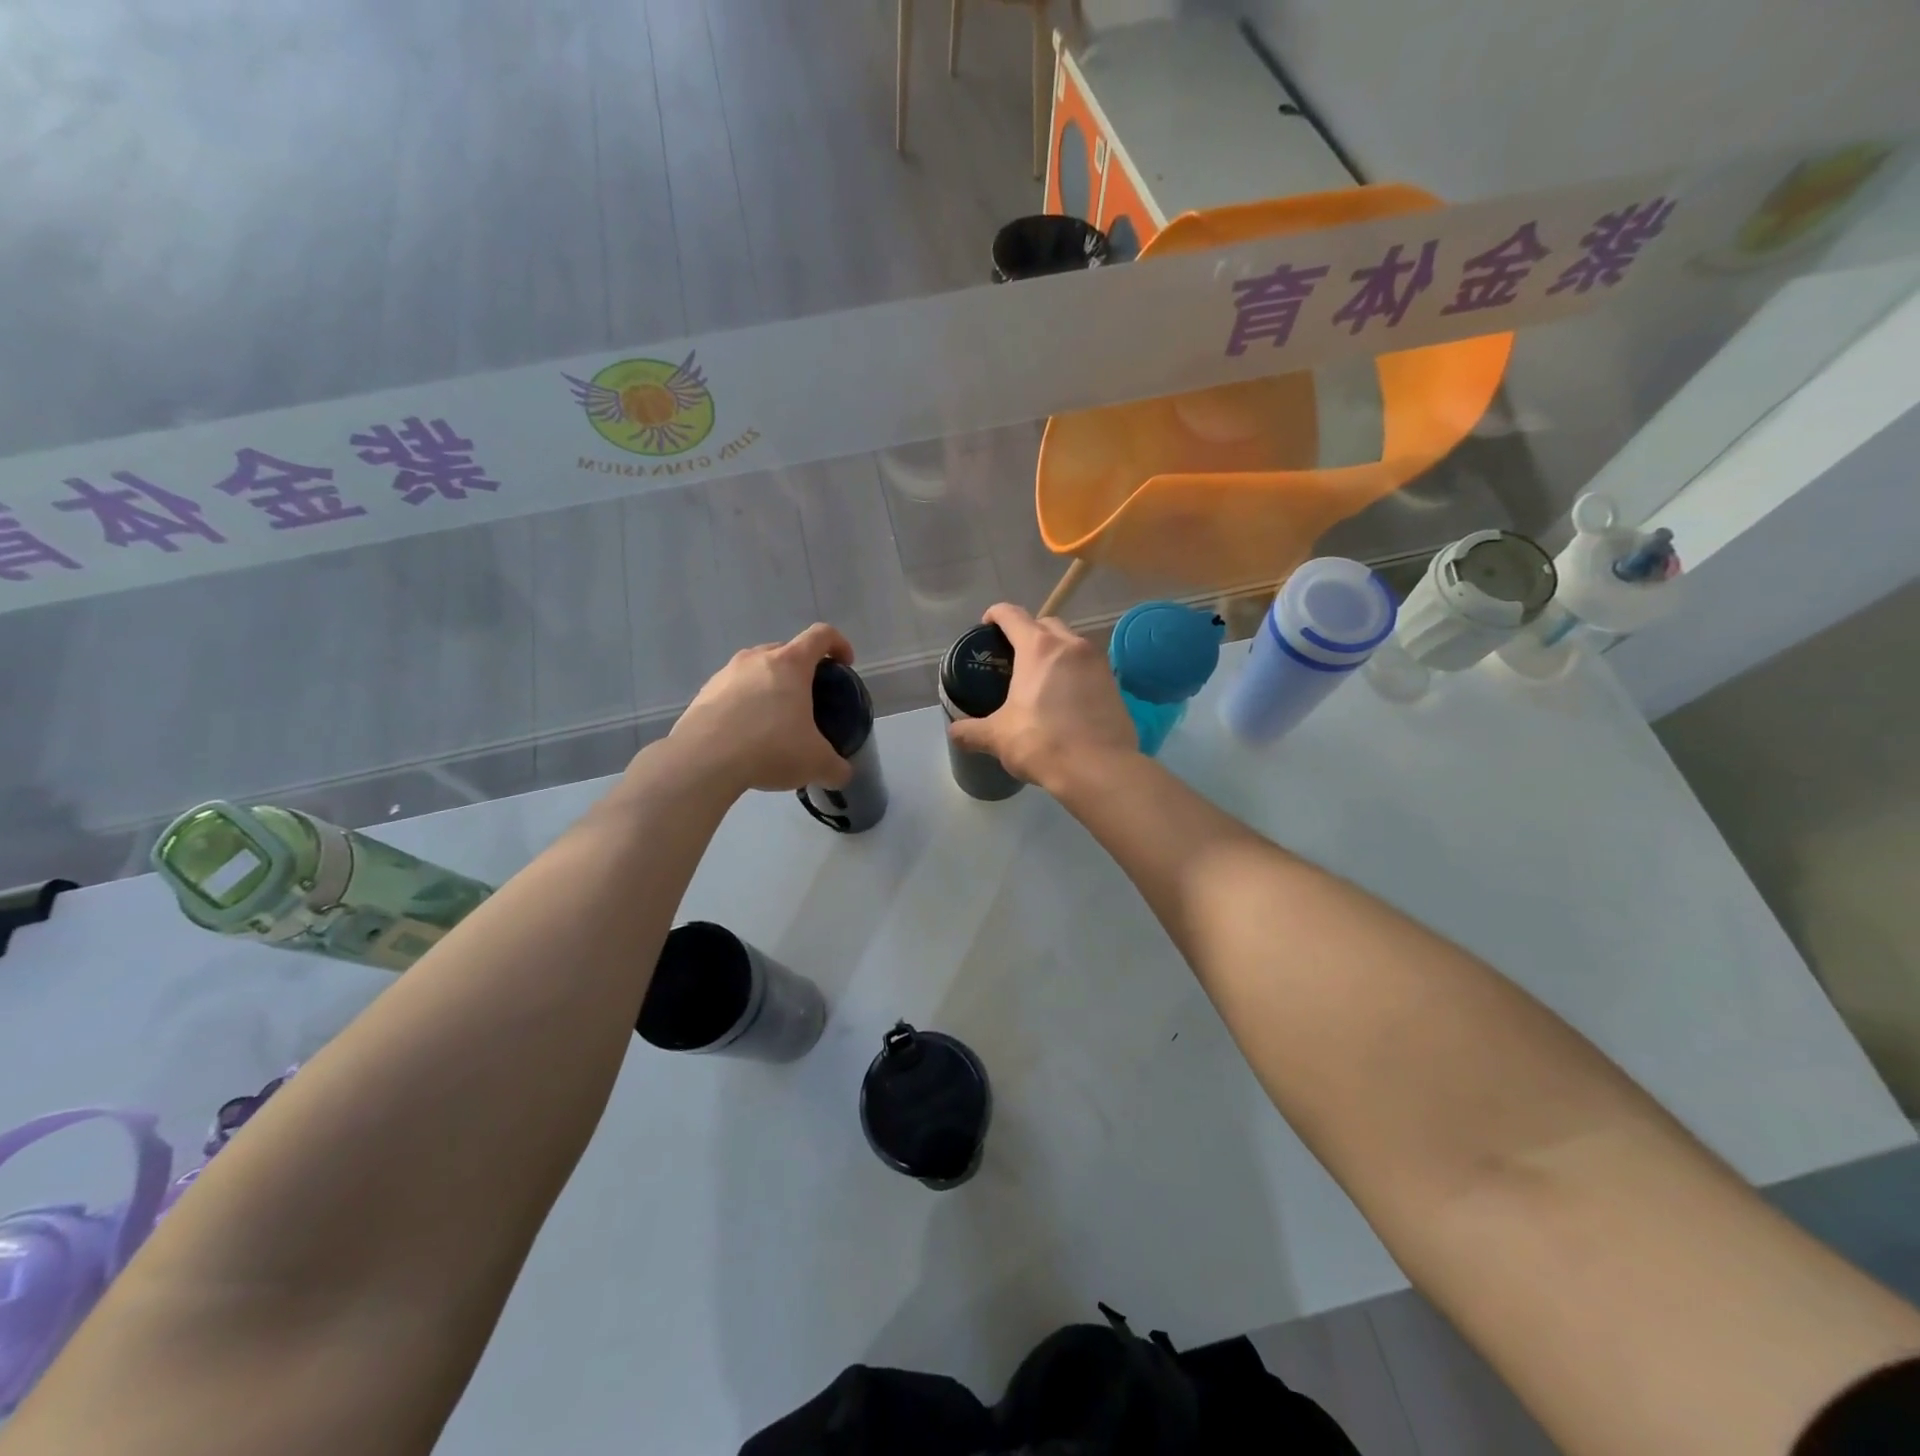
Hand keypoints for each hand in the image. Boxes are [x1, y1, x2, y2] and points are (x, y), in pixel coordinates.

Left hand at [668, 623, 856, 794]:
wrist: (703, 761)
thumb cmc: (770, 748)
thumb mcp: (816, 763)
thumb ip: (836, 767)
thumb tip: (842, 773)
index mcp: (790, 663)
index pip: (821, 635)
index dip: (838, 644)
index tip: (845, 664)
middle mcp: (757, 658)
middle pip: (786, 651)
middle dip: (802, 670)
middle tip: (809, 699)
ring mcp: (726, 674)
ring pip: (756, 670)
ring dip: (770, 687)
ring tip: (774, 721)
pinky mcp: (703, 693)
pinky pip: (733, 691)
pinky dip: (744, 705)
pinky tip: (746, 735)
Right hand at [947, 604, 1137, 793]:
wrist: (1099, 768)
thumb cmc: (1042, 742)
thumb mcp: (998, 737)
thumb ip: (972, 731)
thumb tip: (953, 732)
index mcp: (1038, 647)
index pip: (1012, 615)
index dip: (996, 615)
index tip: (987, 625)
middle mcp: (1071, 645)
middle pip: (1046, 624)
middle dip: (1028, 632)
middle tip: (1013, 655)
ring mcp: (1098, 662)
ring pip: (1072, 643)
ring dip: (1055, 651)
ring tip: (1040, 676)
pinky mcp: (1115, 684)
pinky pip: (1089, 666)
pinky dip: (1075, 672)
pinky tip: (1065, 697)